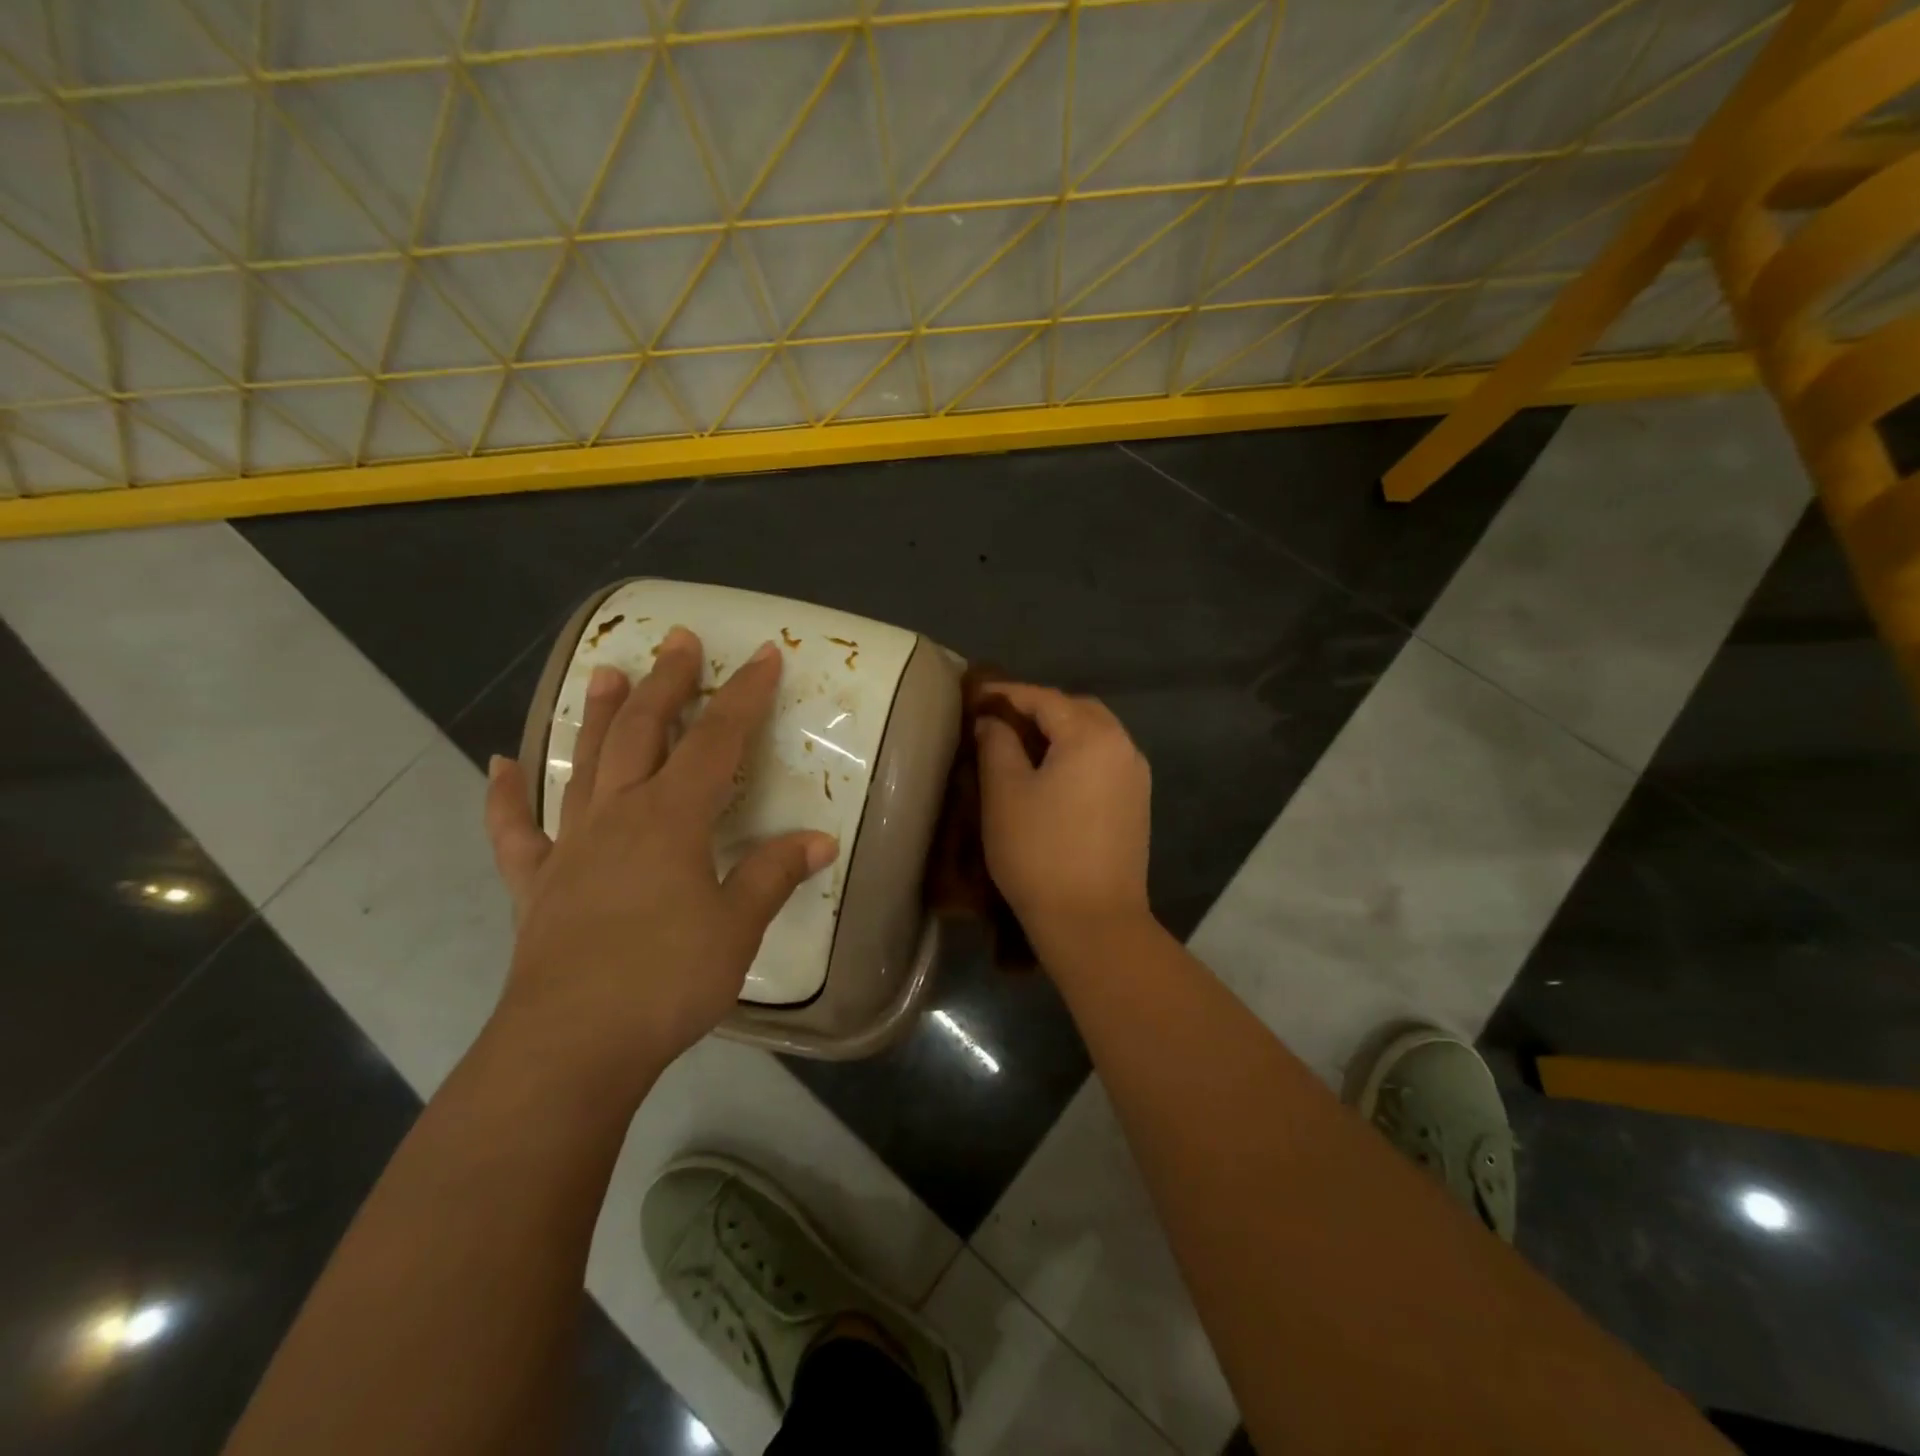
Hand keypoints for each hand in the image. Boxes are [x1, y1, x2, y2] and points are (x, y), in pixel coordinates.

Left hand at [484, 628, 837, 1082]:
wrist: (572, 1045)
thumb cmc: (665, 980)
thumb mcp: (737, 927)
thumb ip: (772, 875)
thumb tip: (819, 840)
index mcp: (672, 818)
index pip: (717, 740)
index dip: (743, 695)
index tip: (762, 655)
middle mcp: (619, 815)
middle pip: (644, 732)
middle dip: (667, 683)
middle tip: (678, 640)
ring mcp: (571, 846)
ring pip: (584, 763)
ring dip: (598, 716)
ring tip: (605, 672)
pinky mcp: (537, 884)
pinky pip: (515, 831)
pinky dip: (504, 798)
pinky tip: (498, 766)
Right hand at [974, 683, 1151, 939]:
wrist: (1093, 922)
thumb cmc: (1040, 852)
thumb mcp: (1004, 793)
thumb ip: (996, 744)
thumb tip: (992, 721)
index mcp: (1092, 736)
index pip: (1044, 698)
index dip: (1006, 693)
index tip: (974, 695)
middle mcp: (1123, 746)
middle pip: (1077, 710)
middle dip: (1038, 708)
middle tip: (999, 719)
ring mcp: (1135, 777)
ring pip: (1095, 735)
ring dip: (1060, 731)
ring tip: (1021, 745)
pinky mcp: (1136, 804)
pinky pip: (1103, 761)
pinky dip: (1076, 754)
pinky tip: (1051, 774)